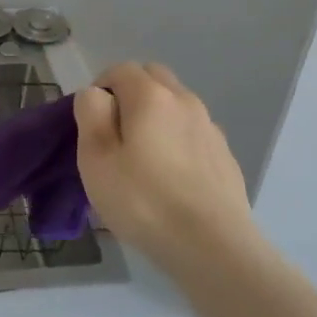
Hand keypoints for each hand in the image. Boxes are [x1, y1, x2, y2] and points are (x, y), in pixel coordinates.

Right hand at [75, 62, 256, 274]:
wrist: (213, 247)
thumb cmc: (144, 201)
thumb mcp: (96, 159)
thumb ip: (91, 114)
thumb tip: (96, 94)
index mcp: (151, 96)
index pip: (121, 69)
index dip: (101, 87)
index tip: (92, 122)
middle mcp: (185, 101)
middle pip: (153, 78)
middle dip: (131, 94)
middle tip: (116, 134)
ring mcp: (210, 128)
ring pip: (176, 105)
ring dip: (157, 118)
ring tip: (144, 160)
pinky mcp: (225, 156)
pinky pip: (193, 133)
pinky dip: (178, 141)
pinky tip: (173, 179)